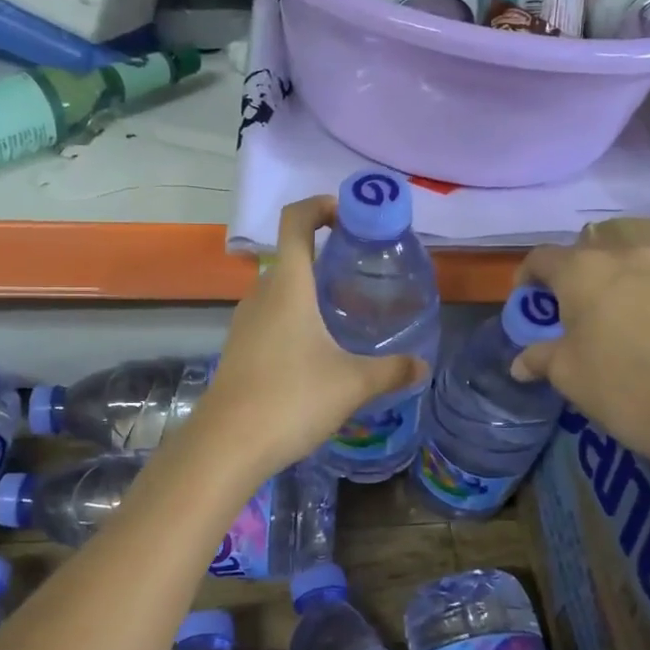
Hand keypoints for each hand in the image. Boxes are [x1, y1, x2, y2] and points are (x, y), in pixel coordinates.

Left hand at [199, 196, 425, 477]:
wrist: (227, 444)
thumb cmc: (292, 399)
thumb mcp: (352, 384)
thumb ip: (391, 371)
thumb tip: (422, 365)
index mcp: (288, 286)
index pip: (296, 220)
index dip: (320, 205)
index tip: (349, 216)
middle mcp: (261, 294)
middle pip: (290, 255)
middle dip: (325, 255)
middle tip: (362, 273)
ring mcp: (245, 323)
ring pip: (280, 290)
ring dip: (310, 290)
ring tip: (345, 313)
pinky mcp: (239, 349)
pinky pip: (270, 318)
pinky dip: (295, 318)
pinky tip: (317, 352)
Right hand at [513, 222, 649, 471]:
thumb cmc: (619, 383)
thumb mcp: (565, 373)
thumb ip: (538, 356)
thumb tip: (521, 362)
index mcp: (581, 269)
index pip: (540, 258)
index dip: (526, 281)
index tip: (526, 311)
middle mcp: (621, 257)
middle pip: (580, 261)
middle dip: (565, 287)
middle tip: (561, 323)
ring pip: (617, 272)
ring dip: (601, 293)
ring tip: (599, 331)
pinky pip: (645, 287)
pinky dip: (631, 302)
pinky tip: (633, 337)